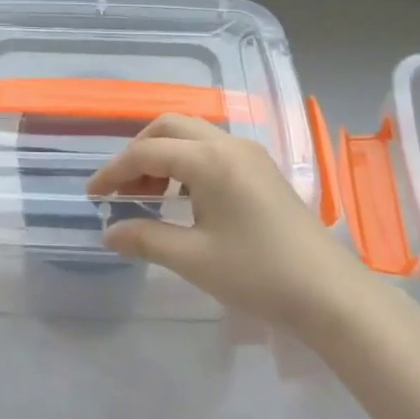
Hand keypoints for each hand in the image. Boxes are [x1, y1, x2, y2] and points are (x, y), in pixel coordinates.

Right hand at [83, 114, 377, 339]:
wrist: (328, 291)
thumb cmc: (257, 273)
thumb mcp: (194, 259)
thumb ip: (145, 239)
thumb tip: (109, 231)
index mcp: (210, 160)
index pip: (148, 152)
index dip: (114, 171)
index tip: (92, 196)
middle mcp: (229, 144)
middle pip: (169, 127)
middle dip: (137, 152)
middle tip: (120, 190)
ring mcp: (249, 154)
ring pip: (192, 135)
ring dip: (162, 156)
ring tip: (147, 198)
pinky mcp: (260, 168)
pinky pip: (211, 149)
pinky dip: (185, 163)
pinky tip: (181, 199)